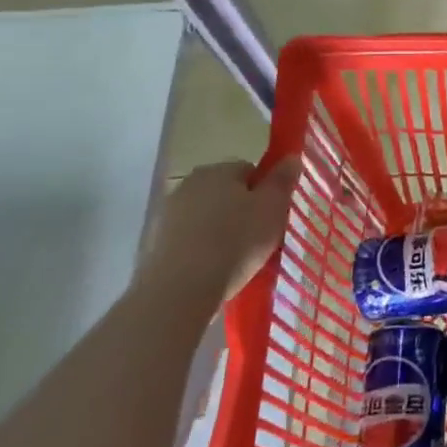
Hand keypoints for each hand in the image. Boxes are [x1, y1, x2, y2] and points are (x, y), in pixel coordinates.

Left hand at [135, 157, 302, 315]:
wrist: (179, 289)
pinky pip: (189, 239)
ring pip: (206, 216)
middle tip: (258, 238)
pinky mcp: (155, 243)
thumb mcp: (272, 209)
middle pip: (226, 192)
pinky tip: (211, 270)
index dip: (265, 192)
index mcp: (218, 170)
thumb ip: (283, 180)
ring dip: (220, 230)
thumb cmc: (235, 242)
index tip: (272, 216)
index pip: (249, 170)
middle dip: (241, 210)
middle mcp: (189, 184)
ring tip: (236, 259)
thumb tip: (291, 156)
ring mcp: (168, 213)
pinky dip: (200, 249)